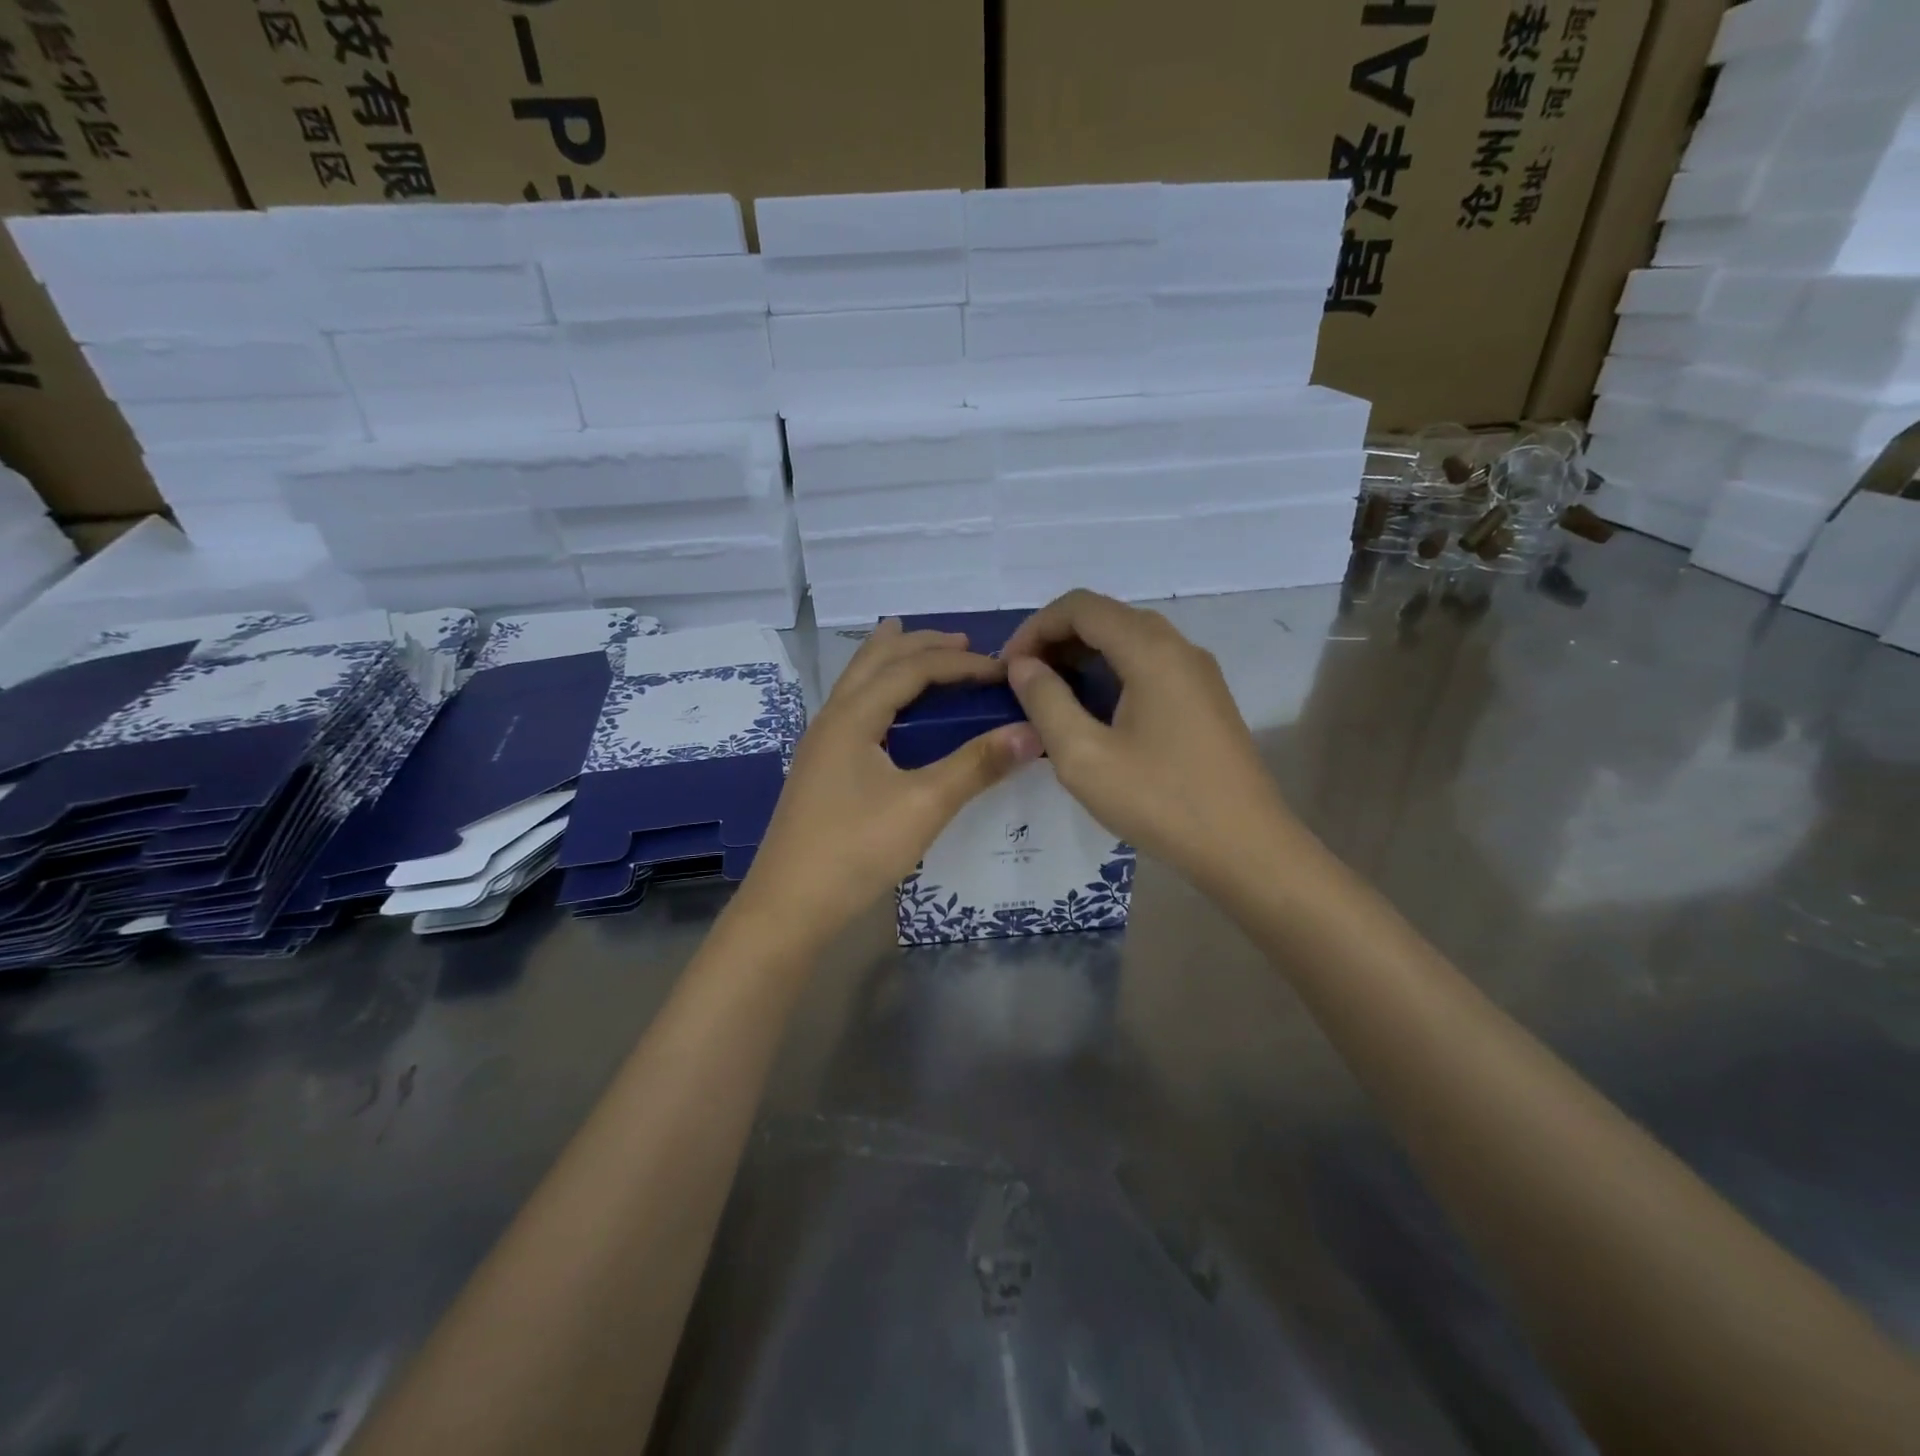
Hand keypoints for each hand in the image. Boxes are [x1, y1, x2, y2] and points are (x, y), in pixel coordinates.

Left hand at [738, 619, 1041, 946]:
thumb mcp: (924, 805)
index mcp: (852, 716)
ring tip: (920, 649)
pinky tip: (891, 712)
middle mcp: (832, 718)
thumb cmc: (855, 850)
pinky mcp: (821, 768)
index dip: (959, 663)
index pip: (911, 668)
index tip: (1003, 670)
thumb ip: (977, 765)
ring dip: (892, 660)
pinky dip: (879, 690)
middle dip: (920, 644)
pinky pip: (854, 707)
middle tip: (963, 642)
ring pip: (858, 682)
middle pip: (875, 661)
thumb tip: (1032, 732)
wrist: (789, 908)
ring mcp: (821, 744)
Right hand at [1003, 590, 1296, 886]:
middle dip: (1057, 640)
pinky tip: (1093, 713)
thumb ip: (1046, 702)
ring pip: (1129, 641)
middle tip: (1023, 682)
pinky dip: (1111, 674)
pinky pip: (1149, 665)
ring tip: (1050, 697)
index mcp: (1151, 651)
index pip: (1081, 606)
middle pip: (1107, 617)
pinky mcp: (1205, 698)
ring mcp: (1197, 673)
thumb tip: (1023, 666)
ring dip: (1083, 657)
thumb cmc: (1160, 801)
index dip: (1035, 627)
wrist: (1246, 848)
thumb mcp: (1084, 757)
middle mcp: (1179, 647)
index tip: (1008, 668)